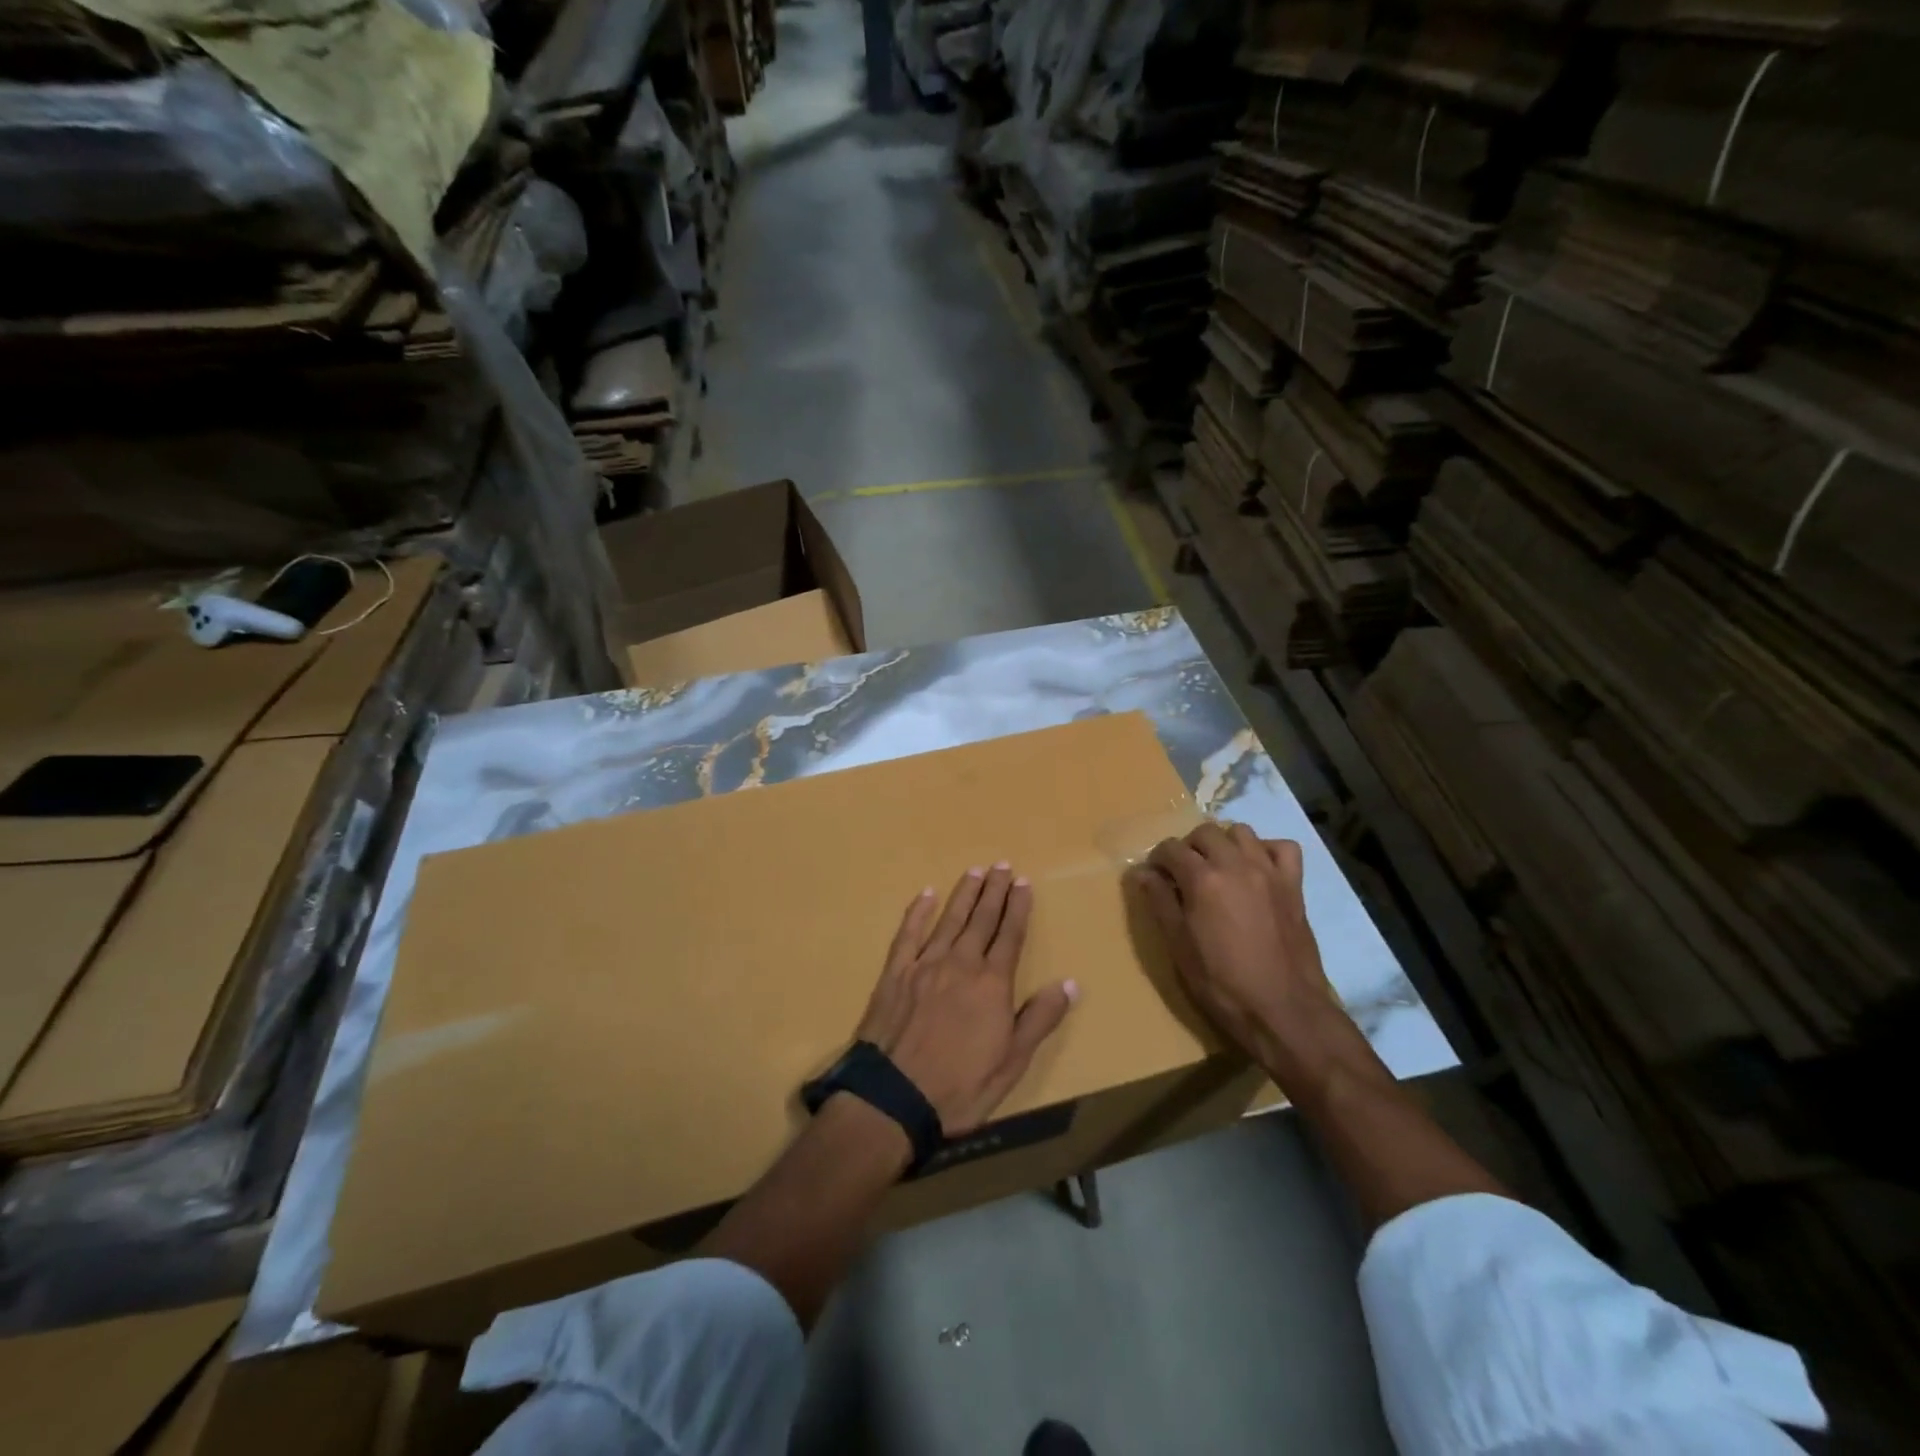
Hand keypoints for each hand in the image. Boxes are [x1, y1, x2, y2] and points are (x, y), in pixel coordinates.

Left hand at [854, 864, 1078, 1133]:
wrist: (894, 1097)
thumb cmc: (960, 1086)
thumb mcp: (1012, 1062)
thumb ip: (1040, 1019)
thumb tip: (1070, 983)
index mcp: (992, 983)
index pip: (1010, 935)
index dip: (1018, 908)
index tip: (1024, 883)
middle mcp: (960, 963)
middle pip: (981, 919)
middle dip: (995, 891)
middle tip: (1003, 865)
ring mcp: (925, 965)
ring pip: (949, 919)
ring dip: (964, 894)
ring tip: (976, 871)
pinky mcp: (895, 973)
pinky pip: (908, 934)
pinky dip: (918, 912)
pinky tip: (926, 894)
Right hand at [1129, 823, 1333, 1065]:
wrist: (1282, 1009)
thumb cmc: (1221, 983)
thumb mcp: (1178, 946)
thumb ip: (1160, 902)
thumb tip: (1142, 873)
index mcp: (1203, 879)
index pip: (1171, 849)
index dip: (1158, 859)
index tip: (1155, 876)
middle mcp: (1235, 864)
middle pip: (1205, 832)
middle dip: (1189, 847)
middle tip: (1184, 873)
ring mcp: (1269, 871)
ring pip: (1242, 832)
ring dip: (1224, 843)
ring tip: (1218, 867)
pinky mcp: (1294, 885)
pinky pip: (1283, 848)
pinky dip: (1267, 850)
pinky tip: (1257, 868)